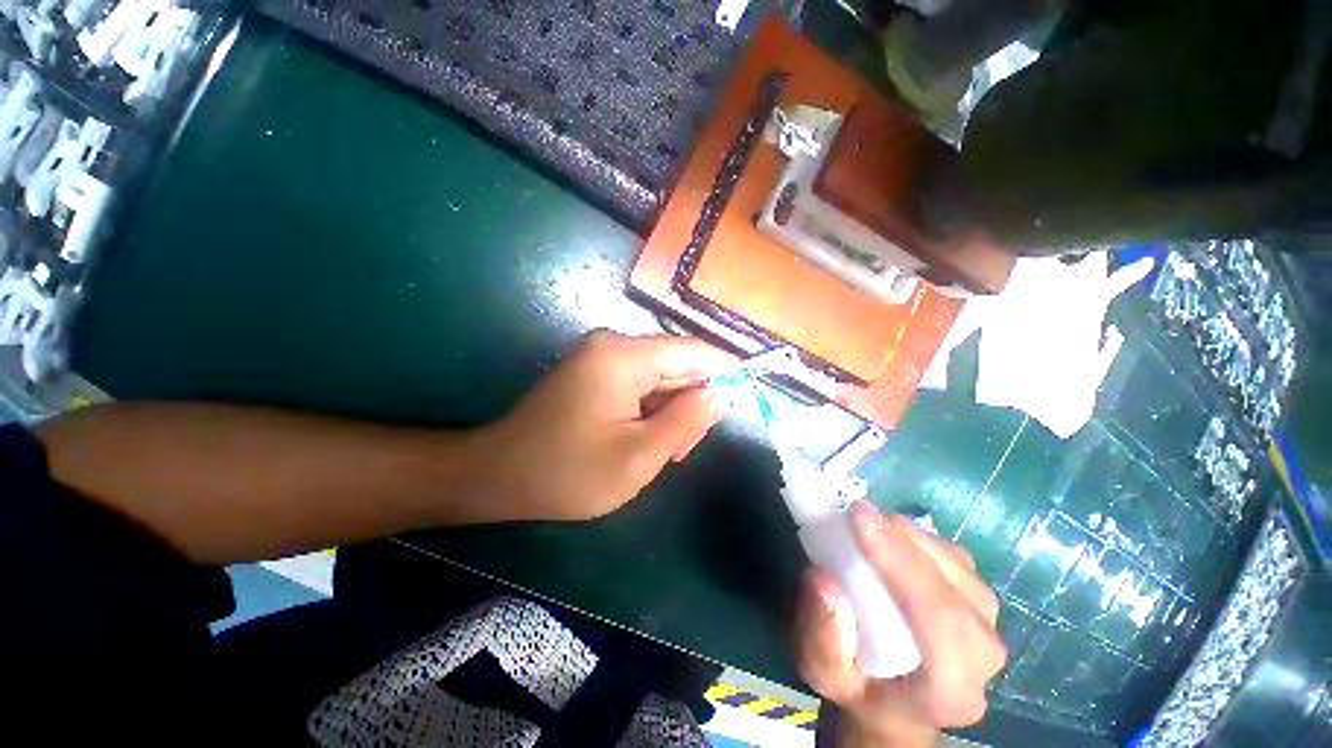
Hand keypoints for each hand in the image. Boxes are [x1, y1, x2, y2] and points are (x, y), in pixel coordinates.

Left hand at [474, 330, 732, 521]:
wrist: (499, 476)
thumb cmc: (568, 472)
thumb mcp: (639, 455)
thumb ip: (688, 420)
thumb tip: (723, 393)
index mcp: (624, 357)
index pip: (695, 351)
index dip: (726, 372)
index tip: (746, 399)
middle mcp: (613, 345)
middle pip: (678, 365)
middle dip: (691, 404)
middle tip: (682, 450)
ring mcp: (602, 357)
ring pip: (661, 378)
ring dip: (670, 413)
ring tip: (661, 452)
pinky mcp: (596, 372)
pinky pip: (641, 385)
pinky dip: (651, 411)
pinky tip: (643, 440)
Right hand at [797, 503, 1005, 746]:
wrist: (893, 701)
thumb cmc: (856, 688)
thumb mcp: (822, 672)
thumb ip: (822, 637)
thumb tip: (822, 578)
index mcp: (951, 689)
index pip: (939, 619)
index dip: (900, 562)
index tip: (858, 518)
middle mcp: (983, 657)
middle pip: (953, 586)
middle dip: (903, 541)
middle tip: (856, 512)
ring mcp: (988, 625)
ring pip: (956, 565)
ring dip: (910, 535)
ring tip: (867, 522)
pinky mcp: (978, 600)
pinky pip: (954, 557)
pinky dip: (918, 537)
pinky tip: (888, 533)